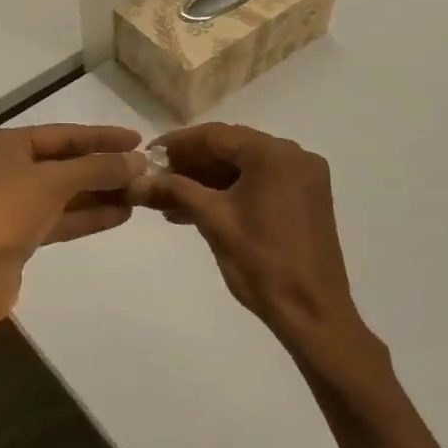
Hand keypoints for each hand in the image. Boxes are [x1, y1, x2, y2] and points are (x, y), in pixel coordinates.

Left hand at [0, 124, 143, 328]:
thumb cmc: (4, 214)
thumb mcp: (54, 182)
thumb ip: (98, 167)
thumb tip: (139, 161)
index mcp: (1, 145)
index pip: (61, 134)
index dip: (101, 137)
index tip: (138, 140)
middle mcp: (1, 169)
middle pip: (61, 163)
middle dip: (102, 168)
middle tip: (143, 171)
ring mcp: (7, 205)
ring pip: (61, 193)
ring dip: (98, 194)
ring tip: (139, 195)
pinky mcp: (15, 236)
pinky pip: (56, 218)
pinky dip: (85, 216)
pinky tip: (120, 215)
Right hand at [128, 124, 366, 354]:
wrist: (311, 311)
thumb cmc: (261, 261)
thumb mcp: (213, 220)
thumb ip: (174, 191)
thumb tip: (135, 182)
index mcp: (274, 154)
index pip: (216, 136)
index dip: (177, 144)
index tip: (147, 155)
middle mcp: (294, 156)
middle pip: (231, 150)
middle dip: (190, 165)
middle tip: (154, 179)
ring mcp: (302, 179)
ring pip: (243, 170)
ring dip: (206, 182)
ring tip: (166, 201)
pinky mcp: (304, 201)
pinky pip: (259, 186)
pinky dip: (228, 194)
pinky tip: (193, 211)